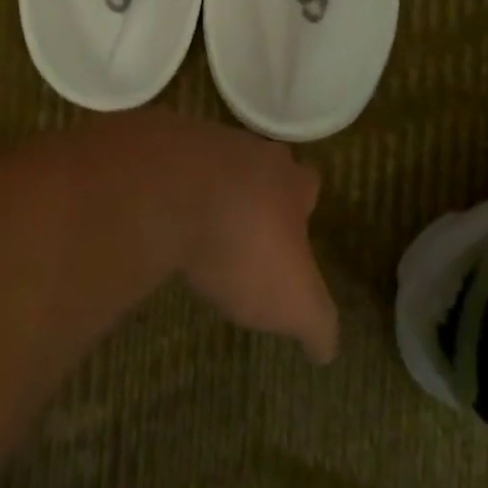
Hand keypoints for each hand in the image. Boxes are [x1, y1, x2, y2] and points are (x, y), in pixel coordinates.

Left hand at [168, 120, 338, 364]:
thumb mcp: (295, 304)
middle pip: (261, 167)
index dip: (304, 209)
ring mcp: (203, 141)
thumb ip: (317, 324)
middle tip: (250, 233)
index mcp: (288, 179)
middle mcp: (250, 149)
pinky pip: (176, 169)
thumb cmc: (244, 246)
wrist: (167, 193)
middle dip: (259, 195)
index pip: (308, 185)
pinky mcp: (162, 145)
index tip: (295, 237)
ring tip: (205, 232)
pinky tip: (169, 221)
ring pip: (217, 166)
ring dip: (214, 193)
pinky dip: (176, 192)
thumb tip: (325, 346)